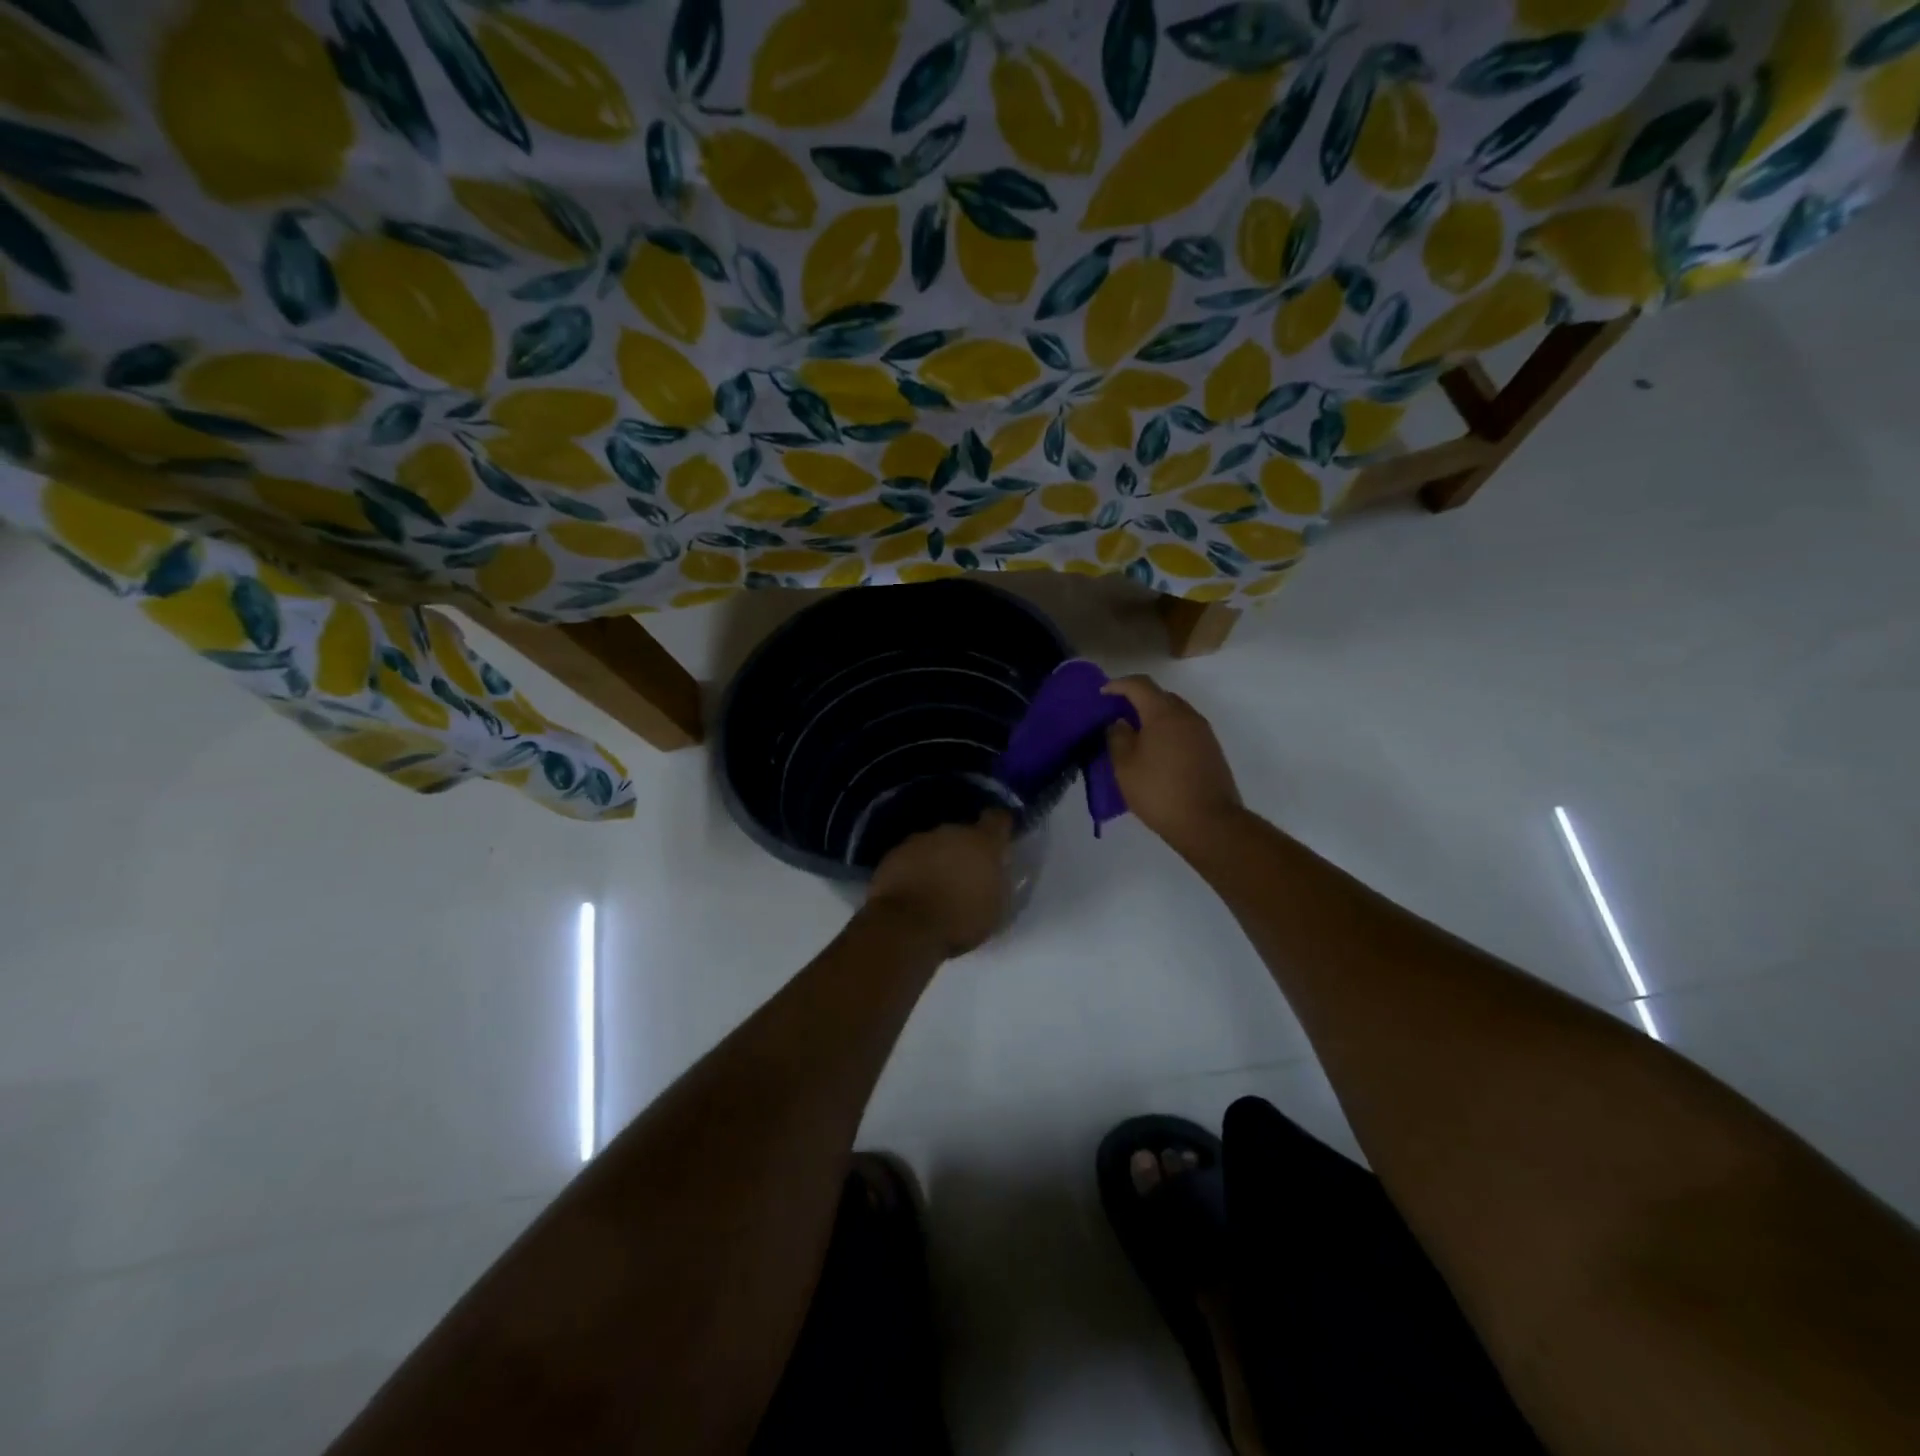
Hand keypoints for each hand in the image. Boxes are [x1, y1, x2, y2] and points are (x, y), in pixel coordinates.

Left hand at [865, 811, 1013, 956]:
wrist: (906, 925)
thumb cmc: (960, 919)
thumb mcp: (996, 908)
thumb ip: (998, 882)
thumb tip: (994, 873)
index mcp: (983, 842)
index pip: (998, 819)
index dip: (1000, 827)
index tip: (999, 841)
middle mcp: (952, 832)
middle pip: (963, 833)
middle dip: (966, 850)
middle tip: (966, 876)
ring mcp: (920, 840)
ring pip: (936, 844)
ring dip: (939, 859)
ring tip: (937, 886)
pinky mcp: (894, 853)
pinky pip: (912, 856)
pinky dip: (915, 868)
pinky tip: (914, 890)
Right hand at [1102, 676, 1242, 854]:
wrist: (1209, 823)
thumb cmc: (1159, 791)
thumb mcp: (1125, 767)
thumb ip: (1118, 737)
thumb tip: (1121, 722)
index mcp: (1164, 714)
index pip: (1140, 685)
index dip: (1118, 684)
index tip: (1102, 693)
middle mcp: (1187, 716)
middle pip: (1160, 696)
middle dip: (1137, 700)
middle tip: (1118, 715)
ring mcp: (1204, 732)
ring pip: (1175, 713)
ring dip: (1154, 717)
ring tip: (1136, 735)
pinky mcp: (1212, 750)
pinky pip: (1185, 729)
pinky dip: (1168, 731)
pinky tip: (1157, 751)